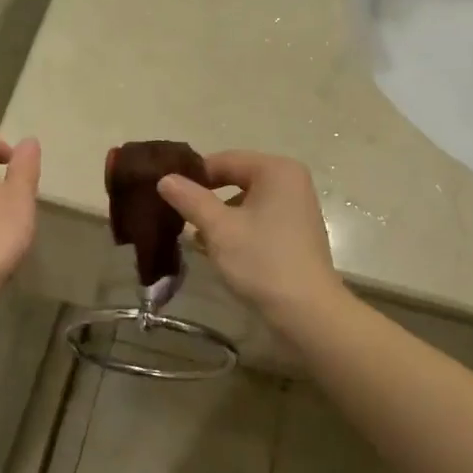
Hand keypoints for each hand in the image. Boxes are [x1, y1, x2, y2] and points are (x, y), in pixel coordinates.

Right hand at [156, 150, 343, 319]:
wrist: (307, 312)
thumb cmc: (262, 261)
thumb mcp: (218, 229)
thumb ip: (190, 199)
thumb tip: (165, 178)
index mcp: (276, 170)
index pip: (224, 160)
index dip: (193, 176)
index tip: (167, 195)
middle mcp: (291, 181)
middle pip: (236, 179)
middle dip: (206, 198)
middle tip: (178, 216)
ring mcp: (297, 207)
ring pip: (246, 201)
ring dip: (220, 216)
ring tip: (196, 238)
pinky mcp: (296, 232)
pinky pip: (258, 219)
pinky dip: (238, 229)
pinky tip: (219, 250)